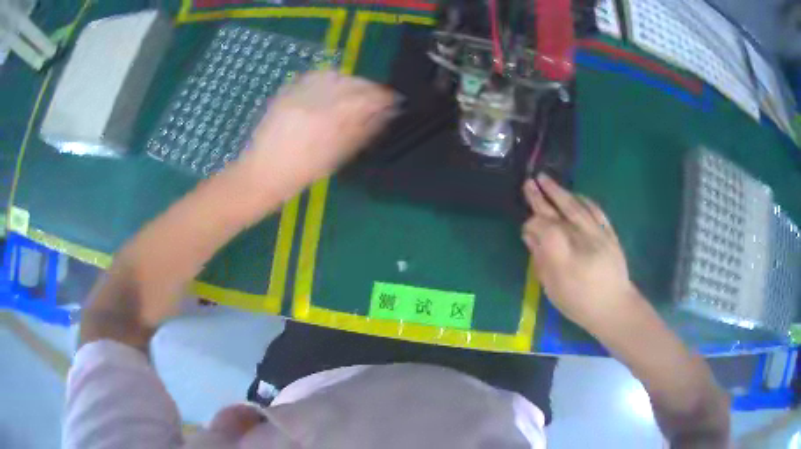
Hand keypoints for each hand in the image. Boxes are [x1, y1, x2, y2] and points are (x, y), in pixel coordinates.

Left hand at [247, 71, 394, 196]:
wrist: (261, 174)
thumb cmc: (301, 174)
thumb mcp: (336, 158)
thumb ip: (362, 132)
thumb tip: (384, 115)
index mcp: (330, 122)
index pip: (366, 98)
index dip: (384, 97)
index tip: (393, 100)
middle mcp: (315, 102)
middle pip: (352, 82)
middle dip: (369, 87)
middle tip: (376, 97)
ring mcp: (299, 94)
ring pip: (334, 75)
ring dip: (350, 81)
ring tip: (354, 92)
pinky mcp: (286, 92)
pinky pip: (313, 76)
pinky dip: (329, 78)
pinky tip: (332, 87)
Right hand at [522, 174, 638, 332]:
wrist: (613, 307)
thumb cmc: (579, 302)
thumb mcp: (552, 287)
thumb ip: (540, 258)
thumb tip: (529, 235)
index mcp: (562, 254)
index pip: (542, 227)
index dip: (531, 223)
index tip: (526, 228)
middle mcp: (580, 238)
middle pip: (557, 211)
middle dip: (541, 196)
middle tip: (529, 182)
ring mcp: (597, 233)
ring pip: (576, 205)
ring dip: (560, 192)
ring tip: (546, 180)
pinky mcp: (609, 233)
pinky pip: (595, 210)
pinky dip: (583, 200)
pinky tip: (575, 194)